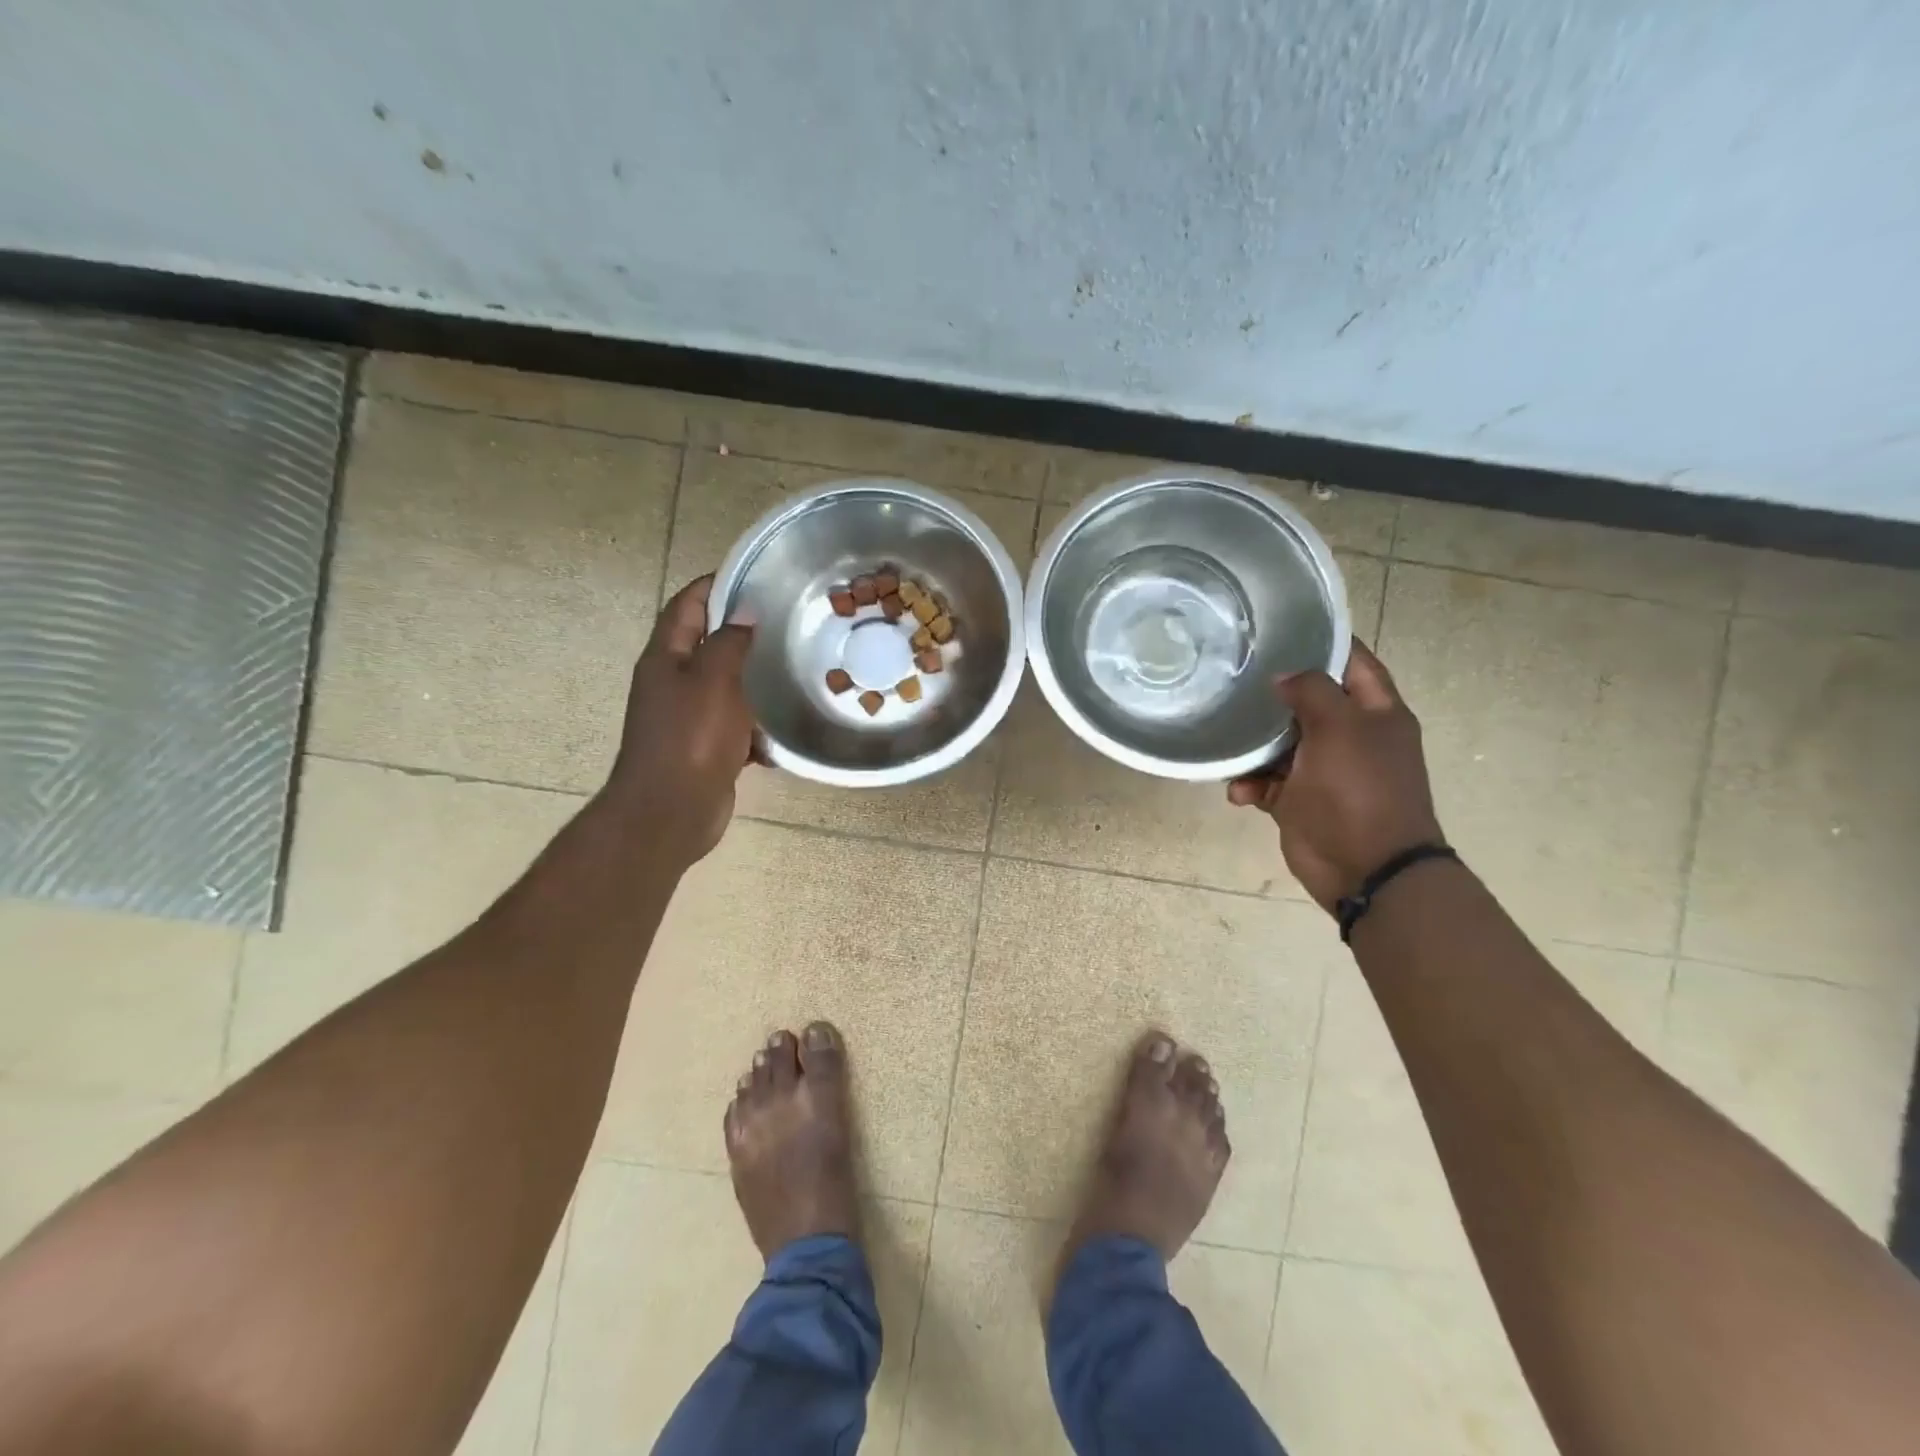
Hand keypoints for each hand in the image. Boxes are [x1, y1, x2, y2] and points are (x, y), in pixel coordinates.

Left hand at [603, 575, 755, 869]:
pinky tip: (781, 729)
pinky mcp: (705, 748)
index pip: (686, 605)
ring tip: (792, 669)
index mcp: (665, 658)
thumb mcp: (713, 680)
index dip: (714, 585)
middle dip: (740, 633)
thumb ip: (729, 642)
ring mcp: (687, 718)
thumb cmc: (690, 738)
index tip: (753, 575)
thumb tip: (744, 613)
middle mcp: (671, 683)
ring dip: (752, 681)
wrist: (671, 812)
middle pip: (706, 645)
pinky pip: (734, 727)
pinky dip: (755, 726)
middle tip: (784, 622)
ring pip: (724, 688)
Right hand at [1227, 640, 1443, 913]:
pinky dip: (1251, 785)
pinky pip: (1268, 783)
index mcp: (1375, 712)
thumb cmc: (1358, 790)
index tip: (1281, 628)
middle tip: (1235, 677)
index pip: (1353, 661)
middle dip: (1274, 694)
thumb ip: (1312, 691)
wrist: (1366, 869)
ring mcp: (1324, 770)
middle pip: (1309, 702)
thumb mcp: (1339, 728)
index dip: (1323, 641)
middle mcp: (1352, 736)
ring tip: (1228, 743)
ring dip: (1253, 747)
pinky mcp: (1300, 801)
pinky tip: (1238, 792)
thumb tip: (1284, 677)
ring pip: (1281, 743)